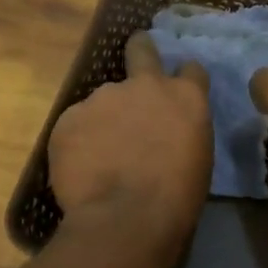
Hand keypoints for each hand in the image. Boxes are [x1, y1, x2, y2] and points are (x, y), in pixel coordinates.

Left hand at [49, 33, 210, 237]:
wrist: (126, 219)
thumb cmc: (176, 197)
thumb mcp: (198, 156)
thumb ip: (181, 129)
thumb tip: (166, 131)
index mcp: (185, 97)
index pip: (191, 70)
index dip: (184, 79)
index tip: (178, 90)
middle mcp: (145, 85)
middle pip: (141, 48)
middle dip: (140, 49)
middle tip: (135, 60)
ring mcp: (103, 97)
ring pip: (103, 100)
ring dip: (105, 118)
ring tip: (101, 154)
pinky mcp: (69, 117)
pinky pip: (76, 125)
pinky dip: (79, 141)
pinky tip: (82, 167)